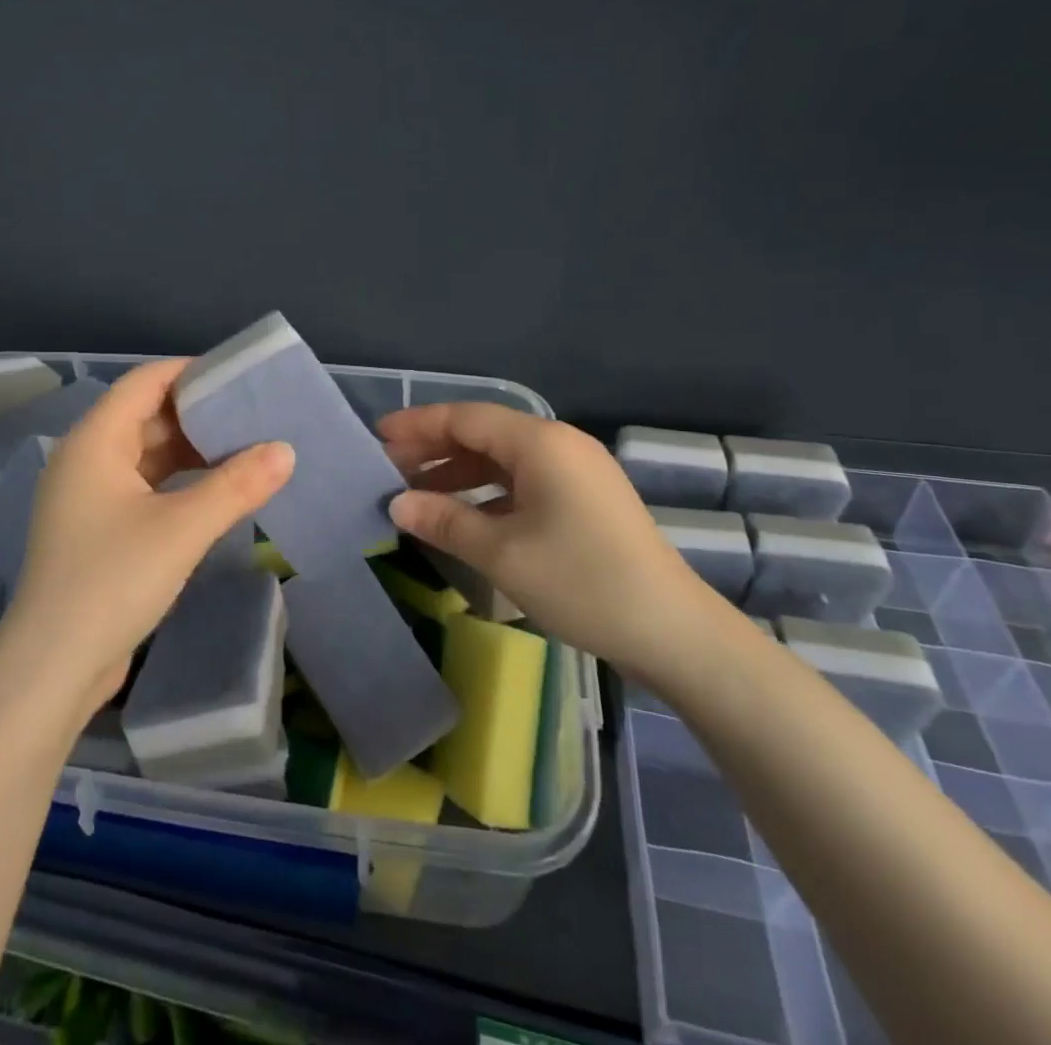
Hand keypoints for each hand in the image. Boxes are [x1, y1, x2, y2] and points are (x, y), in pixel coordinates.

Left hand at [5, 359, 294, 715]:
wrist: (54, 665)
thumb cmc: (114, 580)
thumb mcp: (183, 528)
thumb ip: (237, 485)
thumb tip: (285, 450)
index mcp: (95, 440)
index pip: (145, 382)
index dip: (190, 371)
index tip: (238, 377)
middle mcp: (85, 458)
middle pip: (145, 415)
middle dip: (197, 414)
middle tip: (251, 415)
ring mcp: (87, 496)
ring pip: (144, 454)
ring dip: (189, 451)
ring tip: (242, 449)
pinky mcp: (95, 529)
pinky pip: (141, 486)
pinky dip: (175, 481)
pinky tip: (212, 492)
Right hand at [379, 403, 721, 675]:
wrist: (673, 631)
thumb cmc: (581, 582)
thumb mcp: (502, 554)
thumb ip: (445, 521)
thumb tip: (397, 505)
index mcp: (540, 443)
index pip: (465, 418)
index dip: (418, 424)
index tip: (377, 435)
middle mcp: (559, 445)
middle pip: (483, 434)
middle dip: (434, 449)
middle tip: (388, 468)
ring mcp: (576, 472)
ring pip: (503, 460)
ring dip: (458, 473)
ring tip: (416, 493)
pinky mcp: (585, 499)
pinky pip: (523, 481)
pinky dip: (487, 493)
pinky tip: (463, 516)